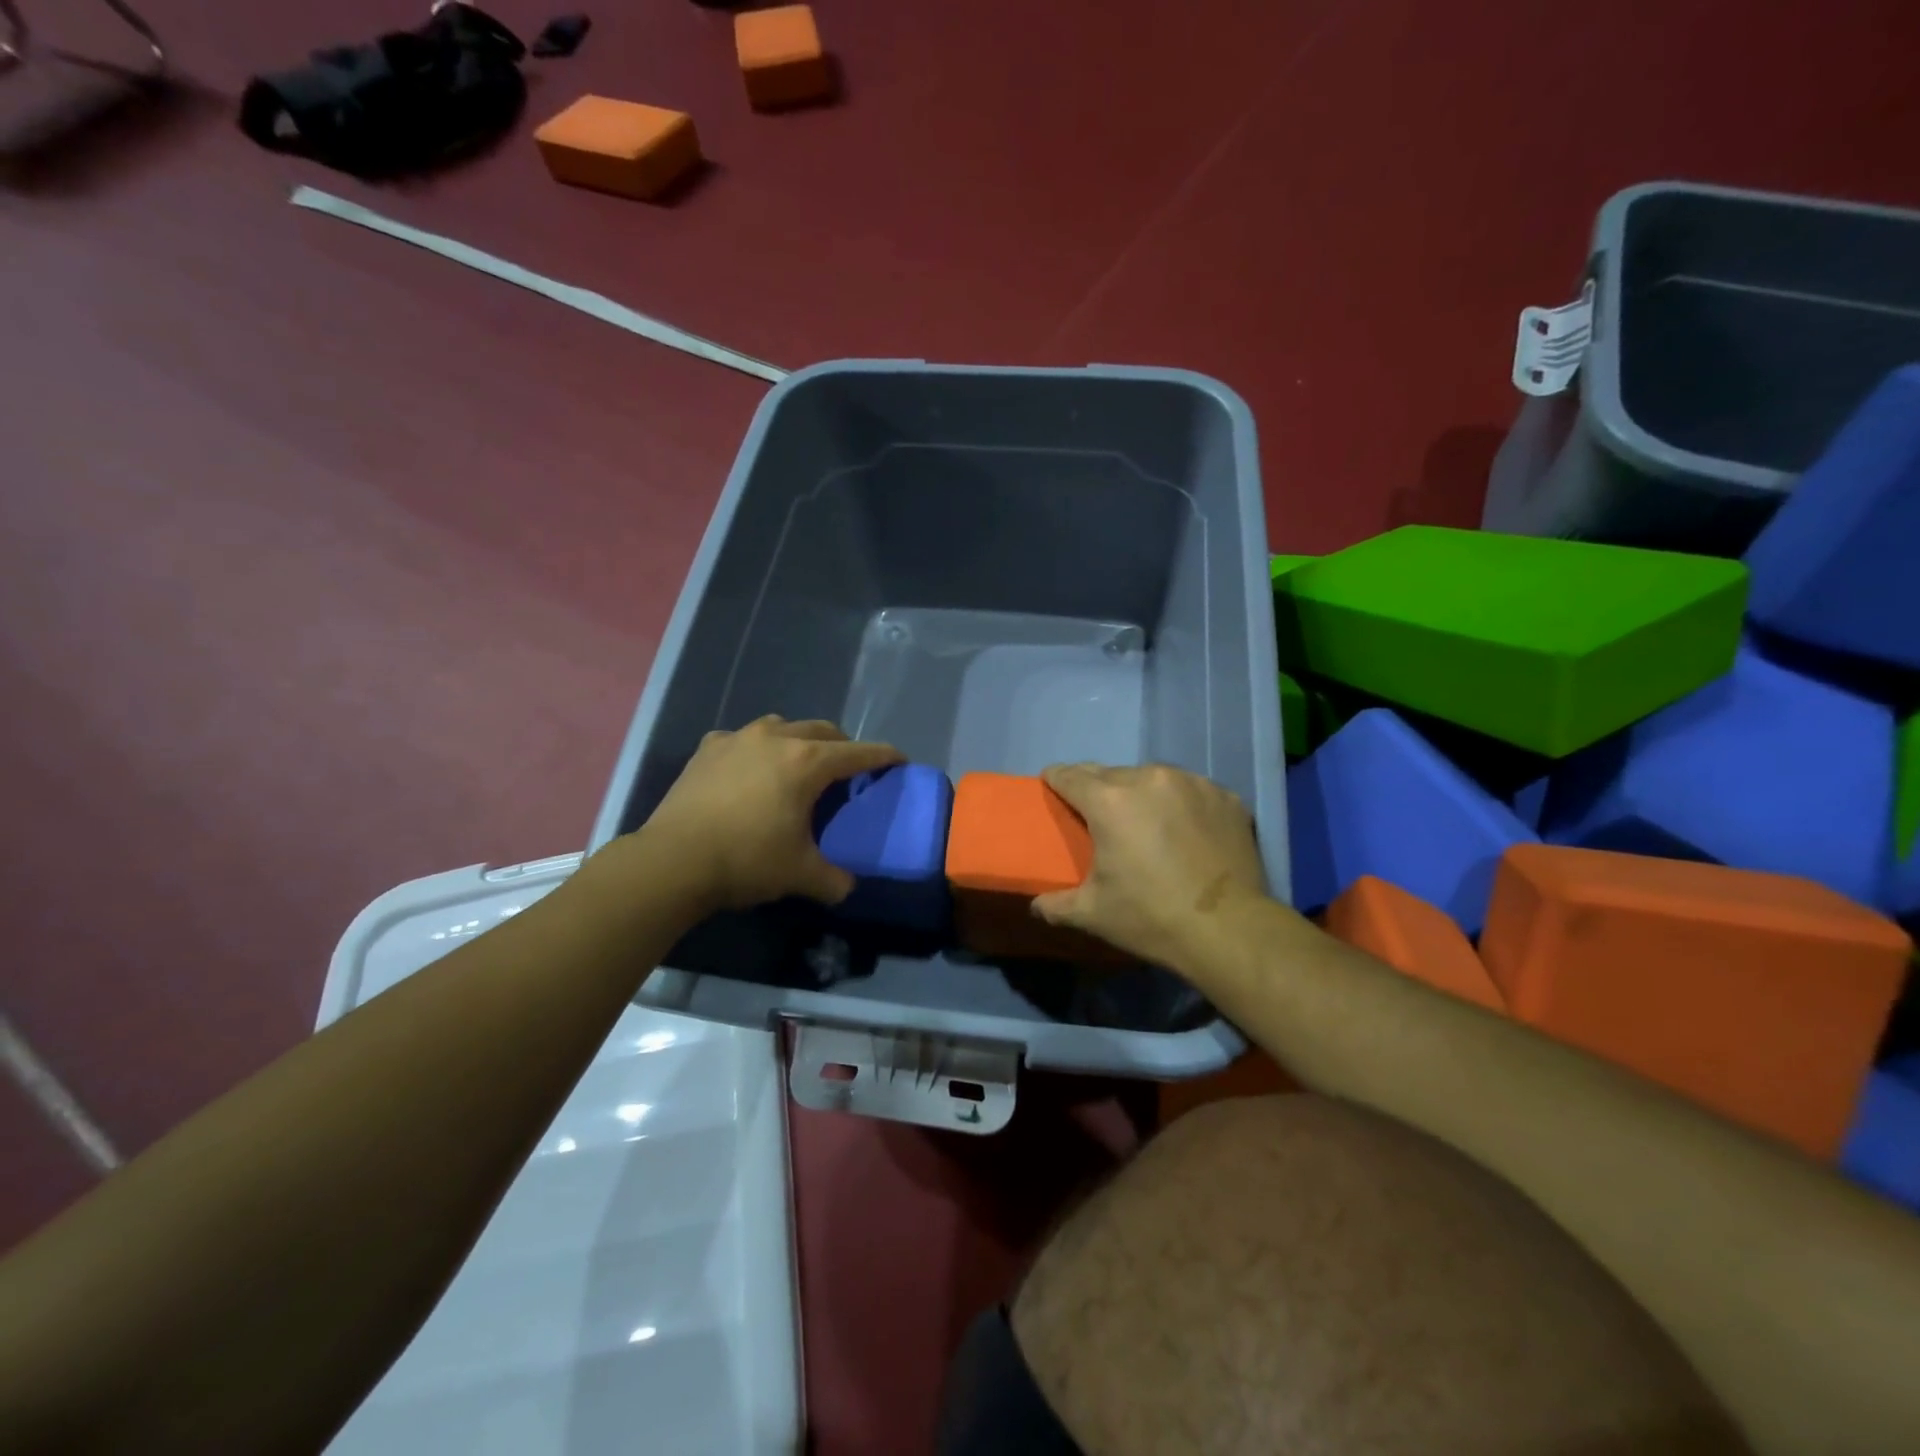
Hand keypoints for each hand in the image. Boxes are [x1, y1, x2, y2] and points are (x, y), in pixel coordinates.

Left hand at [638, 716, 903, 910]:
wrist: (672, 861)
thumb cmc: (746, 860)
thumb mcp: (800, 874)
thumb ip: (834, 880)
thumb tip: (848, 888)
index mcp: (807, 762)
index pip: (858, 753)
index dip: (883, 756)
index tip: (899, 760)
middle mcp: (776, 738)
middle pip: (823, 730)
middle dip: (842, 745)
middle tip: (848, 769)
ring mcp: (738, 738)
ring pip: (782, 726)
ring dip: (799, 740)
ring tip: (798, 765)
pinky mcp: (708, 748)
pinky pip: (744, 739)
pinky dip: (757, 749)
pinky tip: (750, 771)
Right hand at [1031, 763, 1267, 970]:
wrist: (1230, 930)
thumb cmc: (1151, 917)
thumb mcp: (1093, 914)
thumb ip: (1056, 905)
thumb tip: (1036, 906)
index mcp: (1109, 801)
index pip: (1070, 775)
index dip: (1056, 779)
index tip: (1052, 785)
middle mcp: (1149, 779)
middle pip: (1110, 773)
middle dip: (1098, 789)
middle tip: (1098, 815)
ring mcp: (1192, 783)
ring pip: (1152, 777)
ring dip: (1141, 793)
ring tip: (1146, 822)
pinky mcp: (1226, 796)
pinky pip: (1191, 790)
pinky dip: (1181, 803)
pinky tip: (1186, 830)